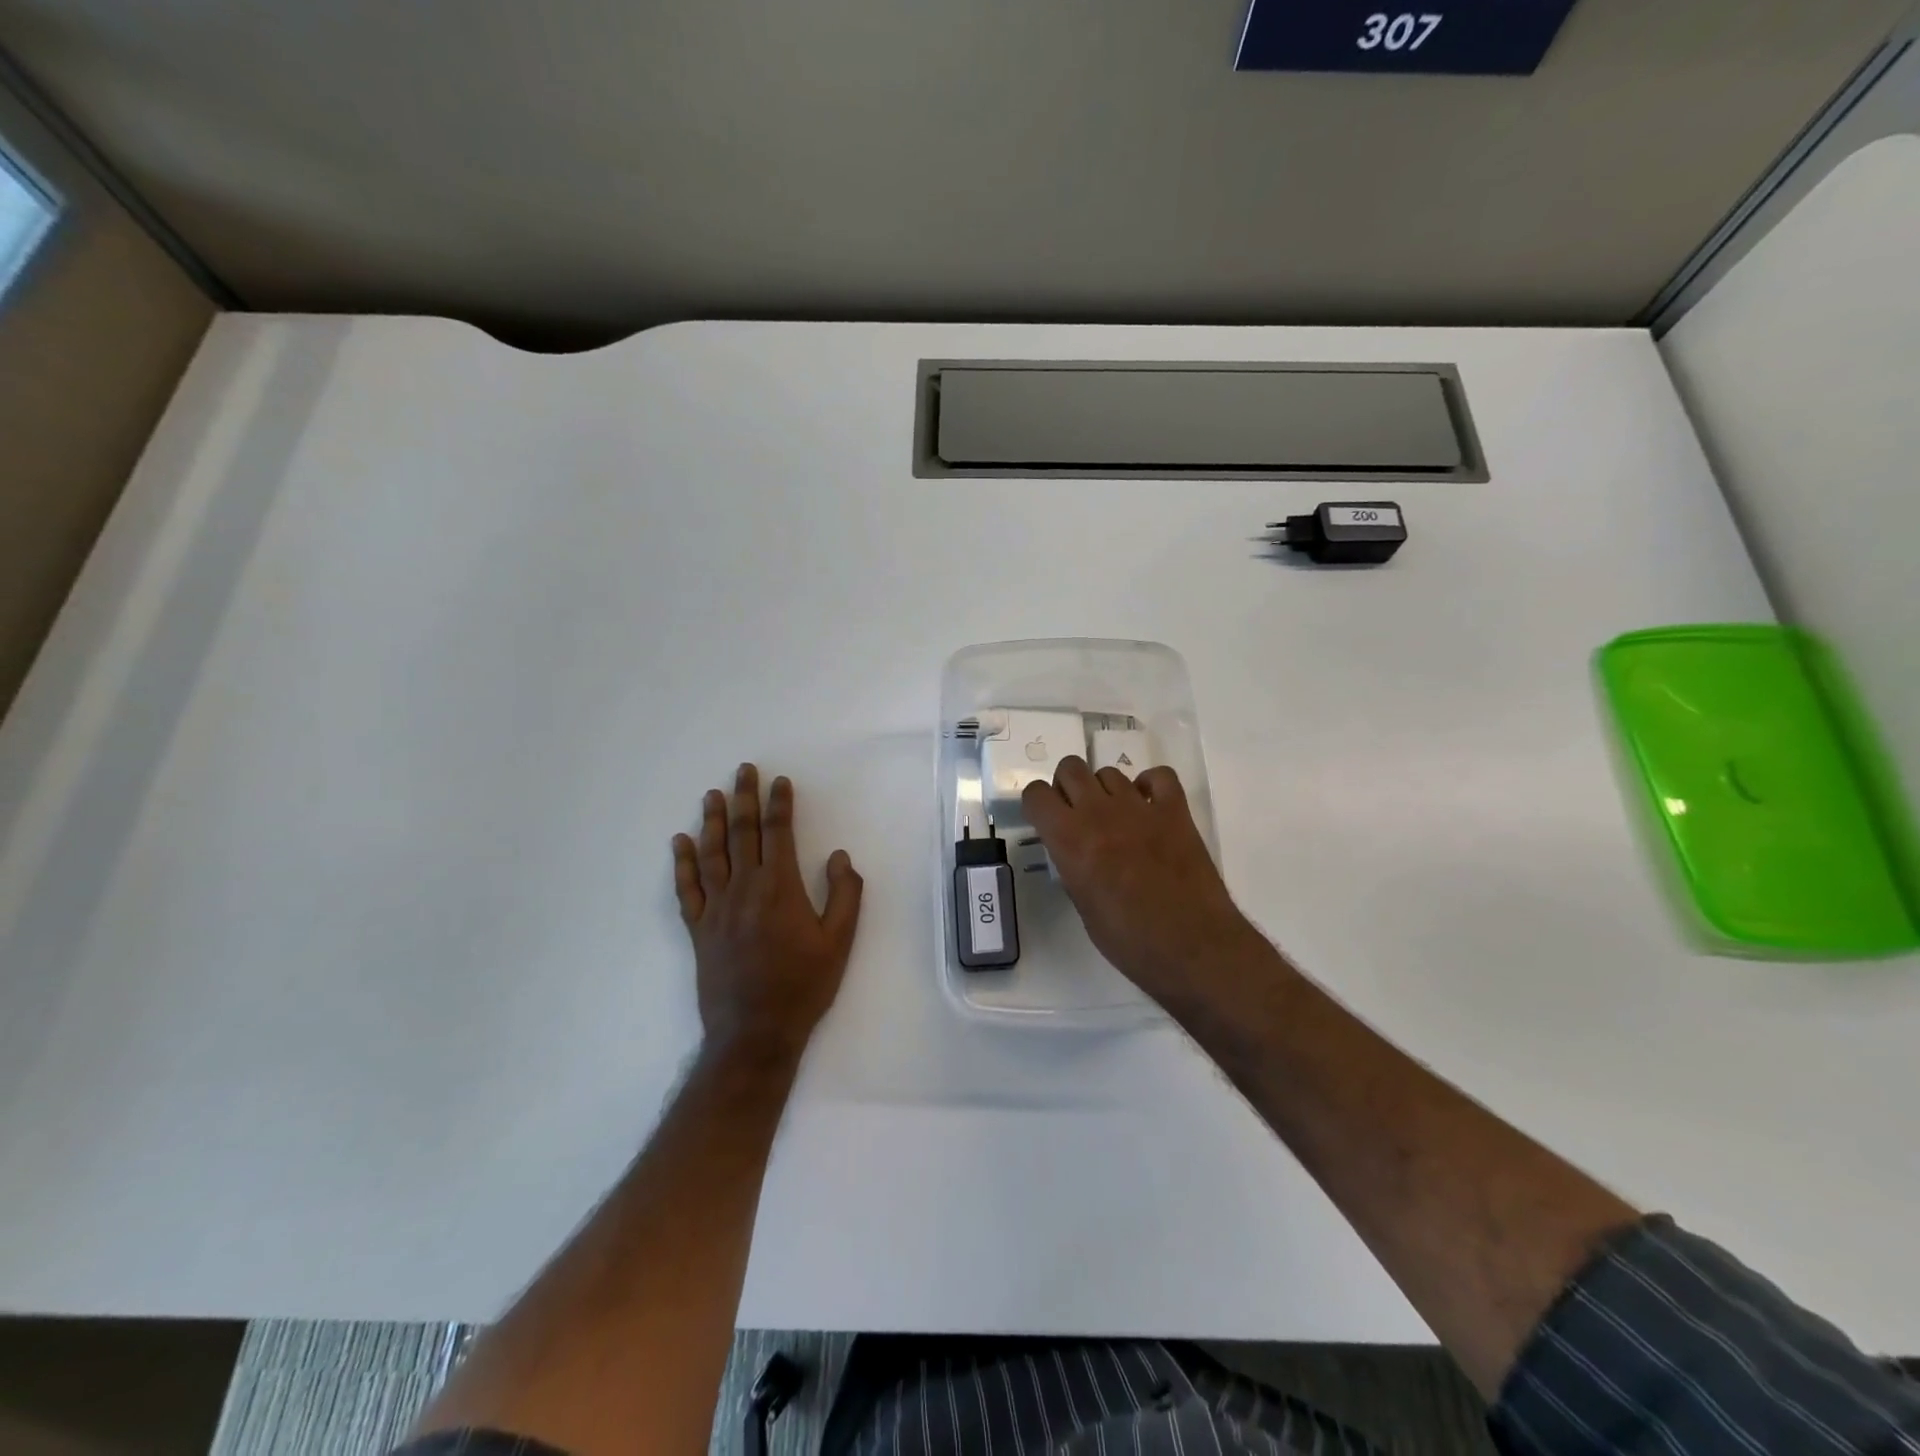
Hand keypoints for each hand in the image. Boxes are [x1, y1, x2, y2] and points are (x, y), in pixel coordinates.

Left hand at [672, 764, 863, 1060]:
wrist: (755, 1032)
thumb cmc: (803, 986)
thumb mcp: (840, 942)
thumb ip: (845, 894)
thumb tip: (839, 856)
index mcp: (780, 888)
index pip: (778, 833)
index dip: (779, 804)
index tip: (780, 781)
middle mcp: (744, 889)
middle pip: (743, 833)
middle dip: (745, 798)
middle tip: (743, 770)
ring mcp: (716, 908)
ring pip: (711, 854)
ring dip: (713, 821)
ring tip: (713, 794)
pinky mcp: (698, 929)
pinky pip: (686, 888)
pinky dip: (682, 863)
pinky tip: (679, 842)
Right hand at [1021, 758, 1263, 1004]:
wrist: (1192, 947)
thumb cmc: (1130, 941)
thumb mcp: (1083, 908)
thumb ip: (1072, 869)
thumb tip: (1073, 854)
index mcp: (1070, 840)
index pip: (1036, 794)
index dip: (1037, 805)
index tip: (1045, 820)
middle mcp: (1099, 813)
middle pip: (1071, 768)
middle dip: (1067, 786)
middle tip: (1077, 814)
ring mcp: (1140, 807)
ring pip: (1110, 772)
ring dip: (1105, 790)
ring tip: (1116, 818)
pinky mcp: (1175, 810)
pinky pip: (1158, 776)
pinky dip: (1150, 785)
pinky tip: (1149, 806)